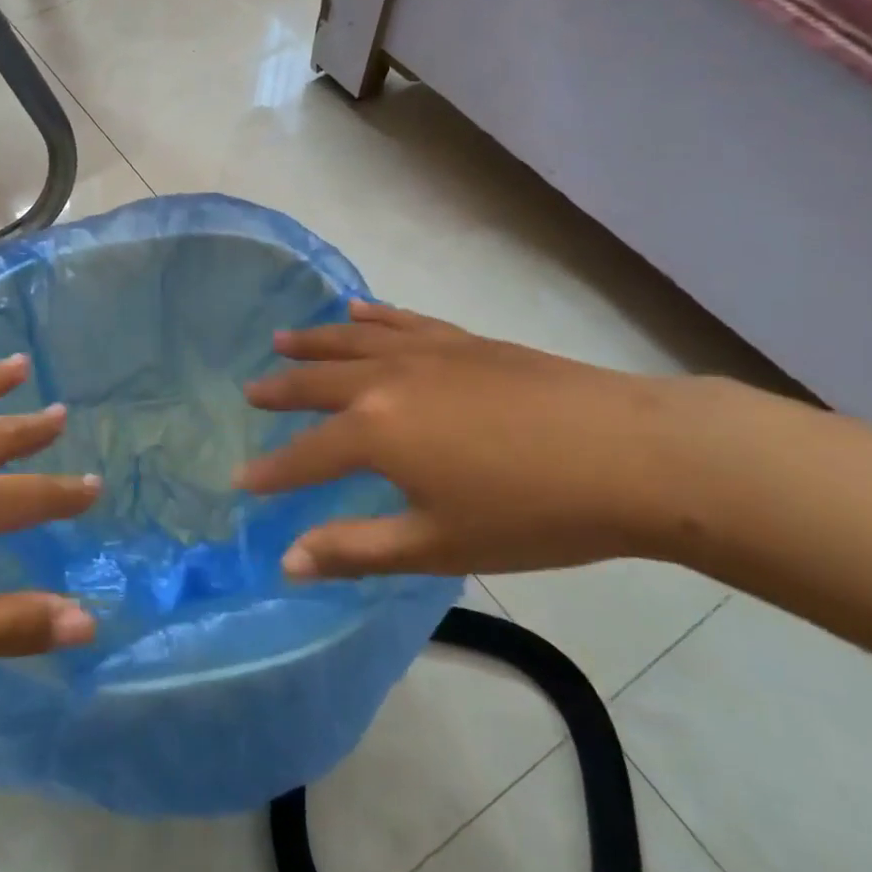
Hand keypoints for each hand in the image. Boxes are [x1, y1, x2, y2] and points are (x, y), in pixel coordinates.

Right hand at [234, 300, 690, 579]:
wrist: (631, 454)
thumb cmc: (532, 513)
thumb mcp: (437, 545)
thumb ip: (356, 550)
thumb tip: (287, 562)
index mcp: (375, 432)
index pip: (305, 455)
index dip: (271, 473)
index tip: (239, 479)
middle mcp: (386, 380)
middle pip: (318, 382)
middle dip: (280, 390)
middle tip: (250, 392)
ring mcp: (425, 352)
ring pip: (352, 341)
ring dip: (312, 342)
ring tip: (281, 339)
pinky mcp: (462, 340)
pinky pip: (402, 321)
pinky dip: (372, 316)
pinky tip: (356, 309)